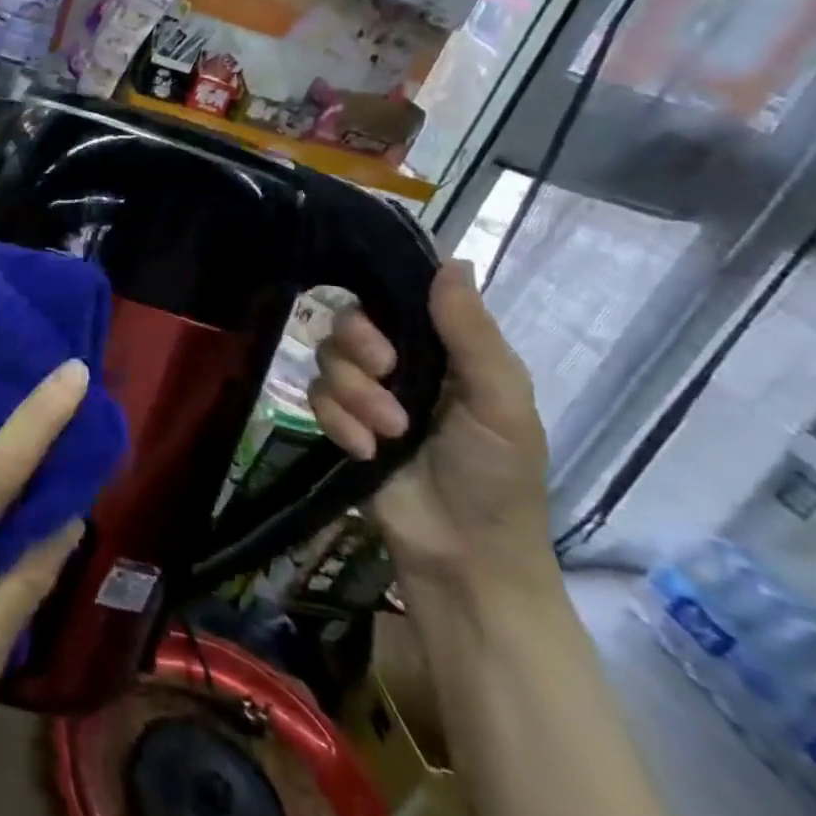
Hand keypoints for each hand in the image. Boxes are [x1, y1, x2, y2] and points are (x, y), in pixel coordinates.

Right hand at [308, 260, 553, 595]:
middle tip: (386, 376)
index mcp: (444, 349)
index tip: (390, 325)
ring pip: (327, 360)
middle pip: (348, 322)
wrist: (463, 555)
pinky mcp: (341, 423)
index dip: (379, 302)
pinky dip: (338, 423)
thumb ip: (472, 334)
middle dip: (360, 349)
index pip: (394, 297)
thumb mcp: (501, 403)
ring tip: (387, 435)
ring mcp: (367, 394)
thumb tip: (453, 259)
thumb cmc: (498, 476)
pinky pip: (314, 398)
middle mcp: (401, 363)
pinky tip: (366, 452)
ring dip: (354, 396)